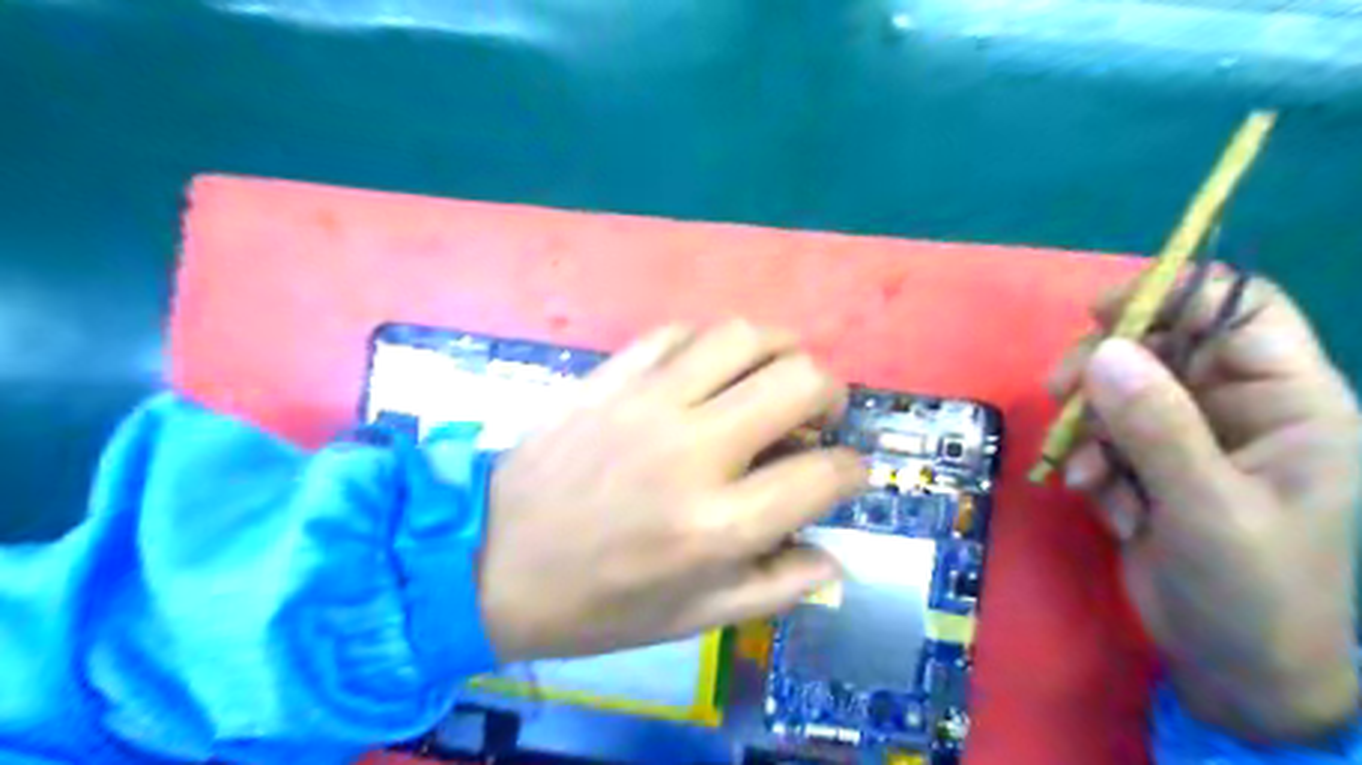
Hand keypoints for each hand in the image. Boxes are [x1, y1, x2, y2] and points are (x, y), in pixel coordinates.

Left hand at [475, 319, 864, 660]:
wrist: (490, 562)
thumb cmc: (598, 603)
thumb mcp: (695, 618)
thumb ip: (778, 586)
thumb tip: (836, 558)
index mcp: (721, 524)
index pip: (827, 474)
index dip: (854, 470)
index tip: (846, 472)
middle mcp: (695, 449)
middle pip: (801, 381)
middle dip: (831, 395)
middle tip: (817, 417)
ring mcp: (648, 402)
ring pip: (744, 336)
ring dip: (779, 351)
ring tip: (773, 377)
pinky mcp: (611, 377)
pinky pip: (678, 332)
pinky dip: (711, 345)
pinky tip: (707, 371)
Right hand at [1046, 273, 1354, 742]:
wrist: (1233, 666)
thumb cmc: (1251, 589)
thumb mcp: (1206, 507)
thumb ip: (1158, 427)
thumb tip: (1106, 351)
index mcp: (1287, 404)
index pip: (1239, 311)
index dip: (1176, 294)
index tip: (1100, 312)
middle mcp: (1236, 408)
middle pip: (1161, 344)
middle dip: (1104, 367)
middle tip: (1059, 392)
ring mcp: (1188, 436)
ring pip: (1119, 391)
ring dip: (1089, 425)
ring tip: (1085, 471)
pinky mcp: (1149, 464)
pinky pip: (1102, 435)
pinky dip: (1089, 460)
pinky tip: (1097, 499)